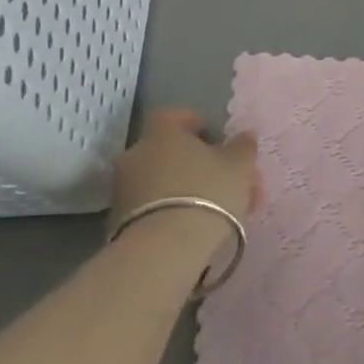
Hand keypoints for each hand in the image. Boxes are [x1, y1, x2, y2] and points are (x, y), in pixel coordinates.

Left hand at [112, 108, 259, 222]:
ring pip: (162, 180)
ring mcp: (124, 188)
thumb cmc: (207, 192)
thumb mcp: (239, 166)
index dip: (194, 123)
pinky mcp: (119, 220)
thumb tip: (244, 135)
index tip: (214, 138)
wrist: (165, 248)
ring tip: (217, 207)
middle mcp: (136, 154)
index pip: (172, 116)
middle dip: (196, 162)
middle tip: (224, 178)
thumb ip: (243, 146)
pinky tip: (196, 224)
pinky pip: (152, 204)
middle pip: (168, 150)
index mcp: (162, 133)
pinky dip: (173, 208)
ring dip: (186, 187)